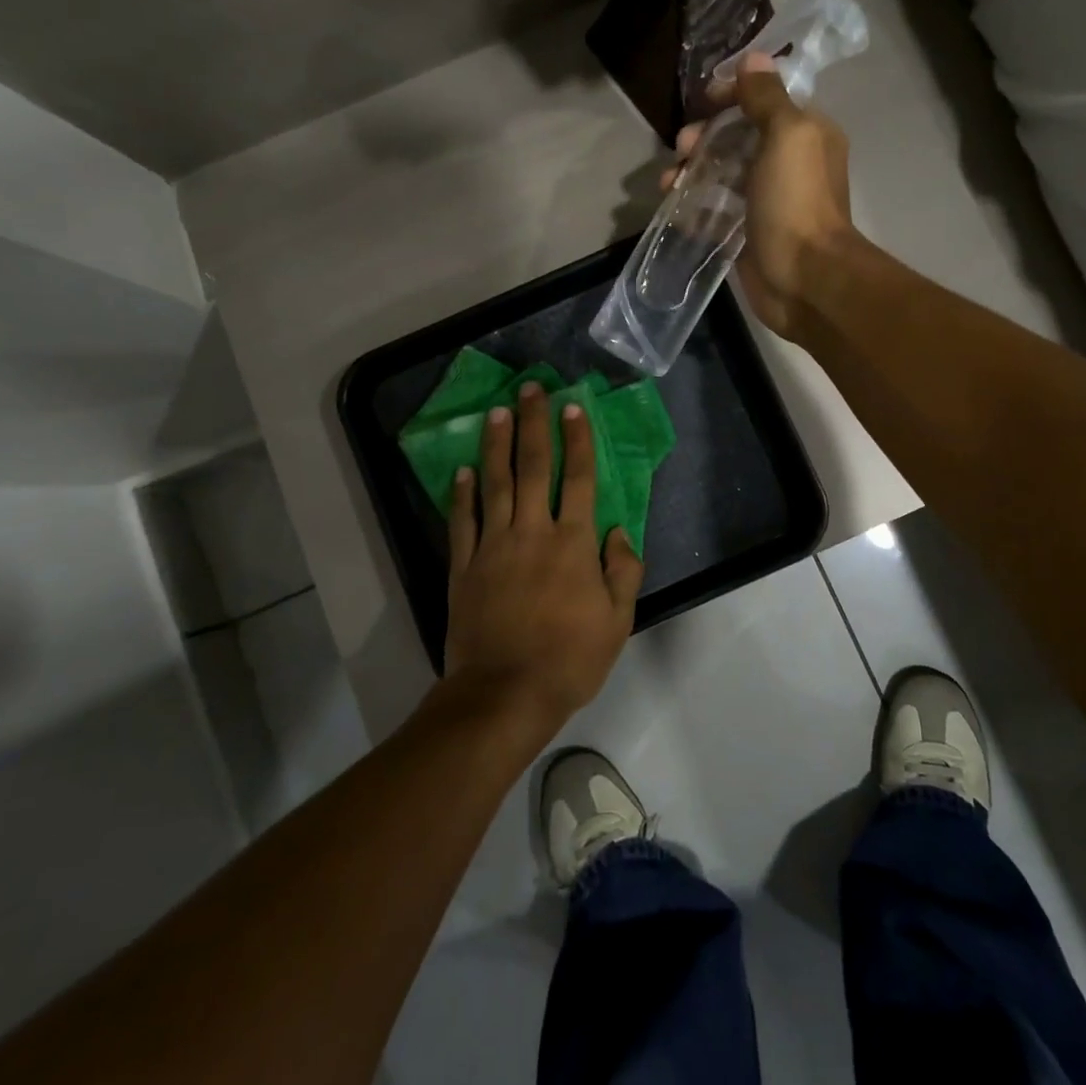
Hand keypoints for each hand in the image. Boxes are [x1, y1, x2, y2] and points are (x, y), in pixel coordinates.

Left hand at [444, 383, 641, 732]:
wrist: (505, 694)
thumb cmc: (569, 660)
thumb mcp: (617, 622)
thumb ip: (623, 571)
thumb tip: (618, 532)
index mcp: (573, 544)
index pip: (578, 479)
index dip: (577, 440)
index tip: (573, 408)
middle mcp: (532, 533)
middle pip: (533, 468)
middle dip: (534, 425)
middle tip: (531, 390)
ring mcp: (493, 547)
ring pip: (495, 485)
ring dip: (496, 445)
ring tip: (497, 412)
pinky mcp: (464, 567)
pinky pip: (462, 522)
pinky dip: (462, 494)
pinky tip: (463, 470)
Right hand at [666, 52, 856, 339]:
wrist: (804, 279)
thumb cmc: (796, 202)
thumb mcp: (787, 135)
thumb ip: (767, 97)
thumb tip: (752, 59)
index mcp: (805, 133)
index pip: (764, 99)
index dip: (732, 94)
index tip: (702, 101)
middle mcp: (787, 164)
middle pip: (736, 137)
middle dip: (704, 136)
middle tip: (682, 147)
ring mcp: (765, 201)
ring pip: (721, 174)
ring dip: (691, 171)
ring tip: (669, 183)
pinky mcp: (746, 233)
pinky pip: (715, 210)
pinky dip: (693, 206)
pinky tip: (675, 208)